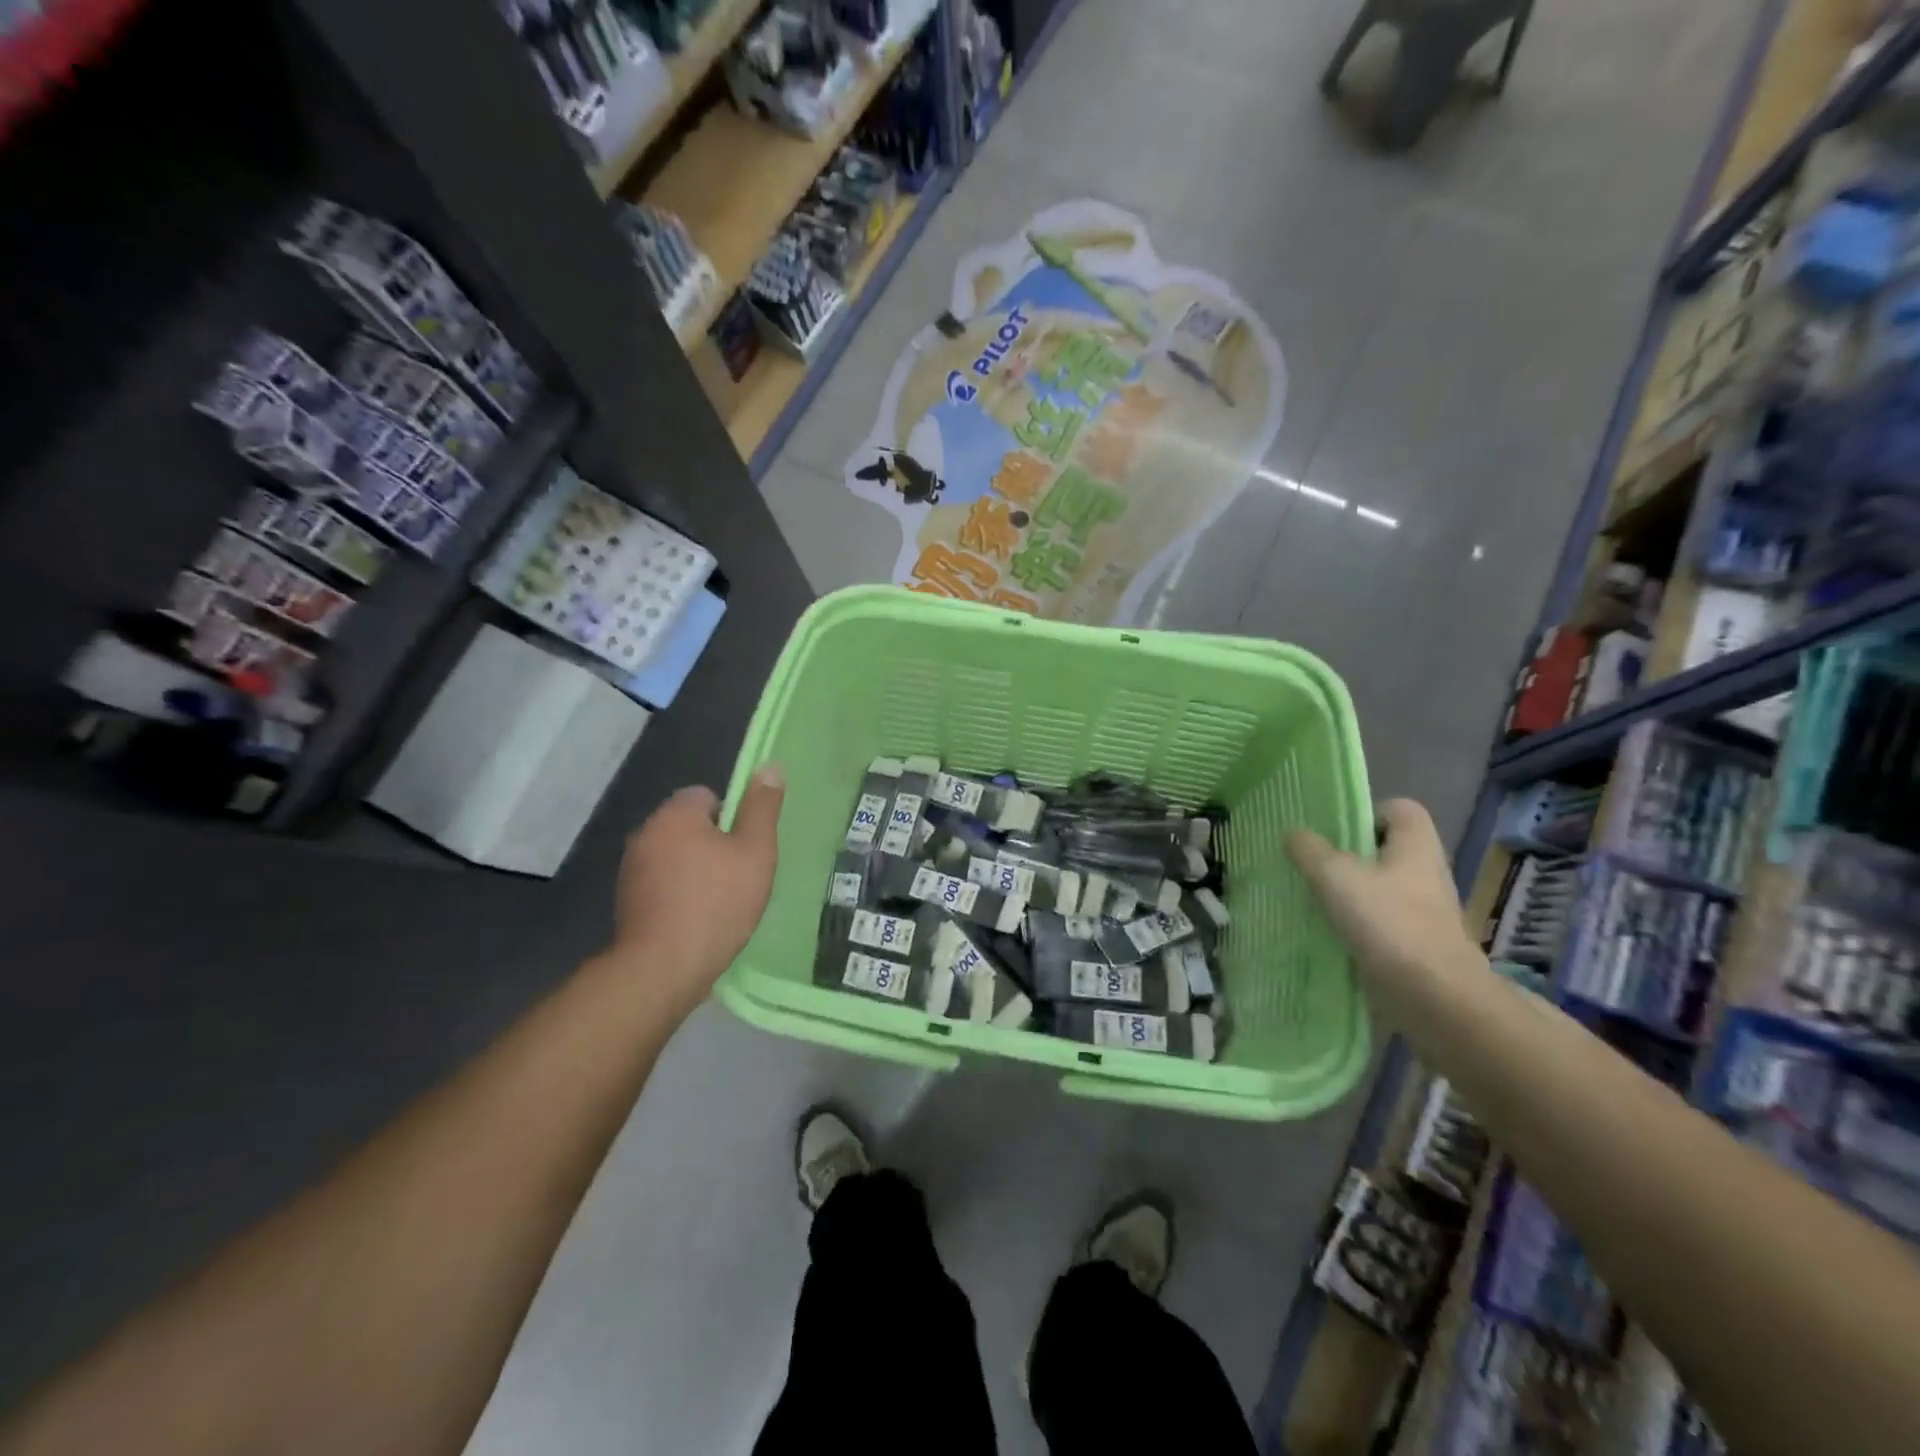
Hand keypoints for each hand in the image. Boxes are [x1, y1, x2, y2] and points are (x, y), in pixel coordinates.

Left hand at [606, 766, 784, 1020]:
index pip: (706, 795)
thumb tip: (770, 767)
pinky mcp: (626, 901)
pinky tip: (698, 919)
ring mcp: (630, 869)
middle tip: (740, 875)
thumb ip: (762, 808)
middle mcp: (645, 833)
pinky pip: (662, 884)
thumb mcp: (755, 852)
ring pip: (675, 856)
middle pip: (689, 826)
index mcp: (675, 814)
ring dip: (696, 870)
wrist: (663, 968)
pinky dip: (679, 894)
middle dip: (714, 845)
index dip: (732, 818)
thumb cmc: (717, 902)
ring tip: (721, 902)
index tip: (746, 848)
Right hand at [1286, 799, 1479, 1020]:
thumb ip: (1310, 850)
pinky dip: (1356, 925)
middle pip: (1386, 850)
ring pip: (1381, 888)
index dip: (1368, 812)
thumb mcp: (1335, 876)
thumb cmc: (1388, 922)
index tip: (1335, 831)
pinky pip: (1380, 922)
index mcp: (1416, 846)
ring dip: (1350, 892)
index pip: (1400, 810)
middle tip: (1313, 863)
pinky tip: (1328, 932)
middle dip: (1350, 855)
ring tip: (1313, 899)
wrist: (1434, 998)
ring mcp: (1424, 912)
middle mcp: (1426, 873)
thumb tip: (1294, 833)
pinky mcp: (1416, 945)